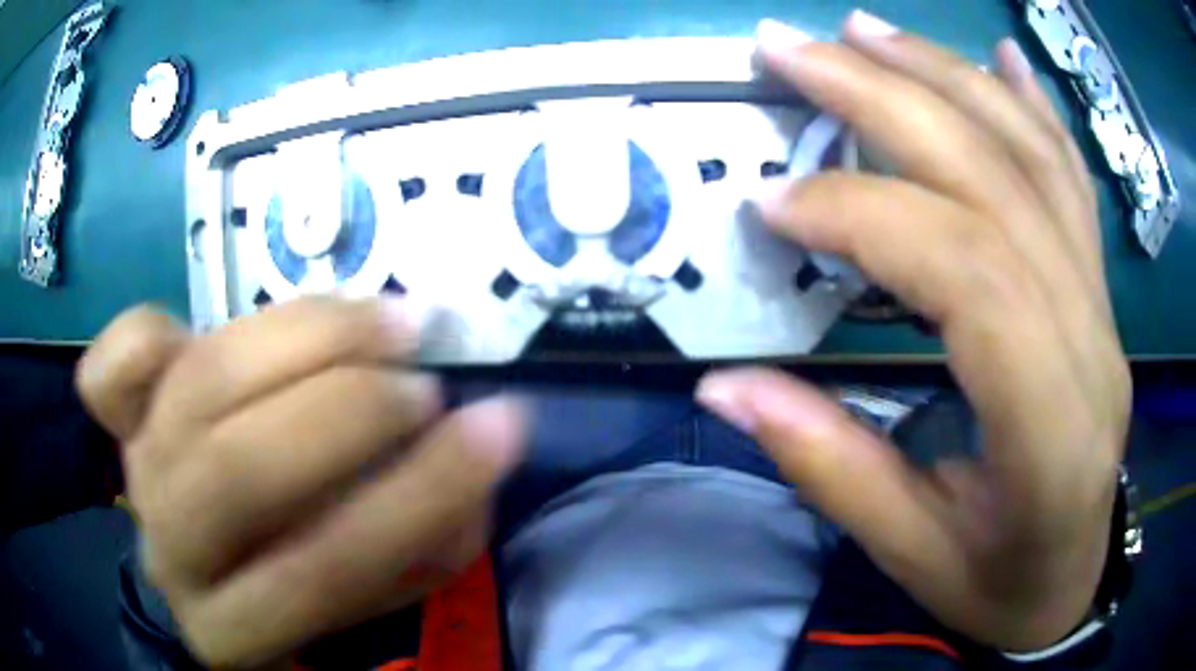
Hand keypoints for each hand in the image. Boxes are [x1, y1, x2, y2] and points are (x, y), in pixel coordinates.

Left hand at [77, 298, 526, 666]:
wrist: (211, 565)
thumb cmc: (302, 584)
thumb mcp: (377, 594)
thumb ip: (426, 539)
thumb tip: (469, 447)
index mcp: (236, 629)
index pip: (321, 573)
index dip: (416, 500)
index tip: (500, 429)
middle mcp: (173, 550)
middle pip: (239, 471)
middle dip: (350, 412)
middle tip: (425, 382)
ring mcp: (139, 472)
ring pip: (199, 384)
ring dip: (305, 337)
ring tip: (385, 321)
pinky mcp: (121, 421)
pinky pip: (112, 368)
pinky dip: (148, 333)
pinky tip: (203, 326)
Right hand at [697, 13, 1129, 650]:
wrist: (1068, 583)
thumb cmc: (996, 584)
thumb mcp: (911, 556)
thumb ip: (830, 468)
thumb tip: (725, 386)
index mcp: (1049, 427)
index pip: (968, 276)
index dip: (865, 218)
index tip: (771, 203)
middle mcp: (1090, 342)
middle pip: (998, 183)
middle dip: (886, 97)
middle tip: (792, 48)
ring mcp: (1103, 308)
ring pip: (1033, 160)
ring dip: (945, 77)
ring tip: (866, 30)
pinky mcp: (1101, 294)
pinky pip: (1072, 180)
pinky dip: (1033, 106)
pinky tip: (1000, 57)